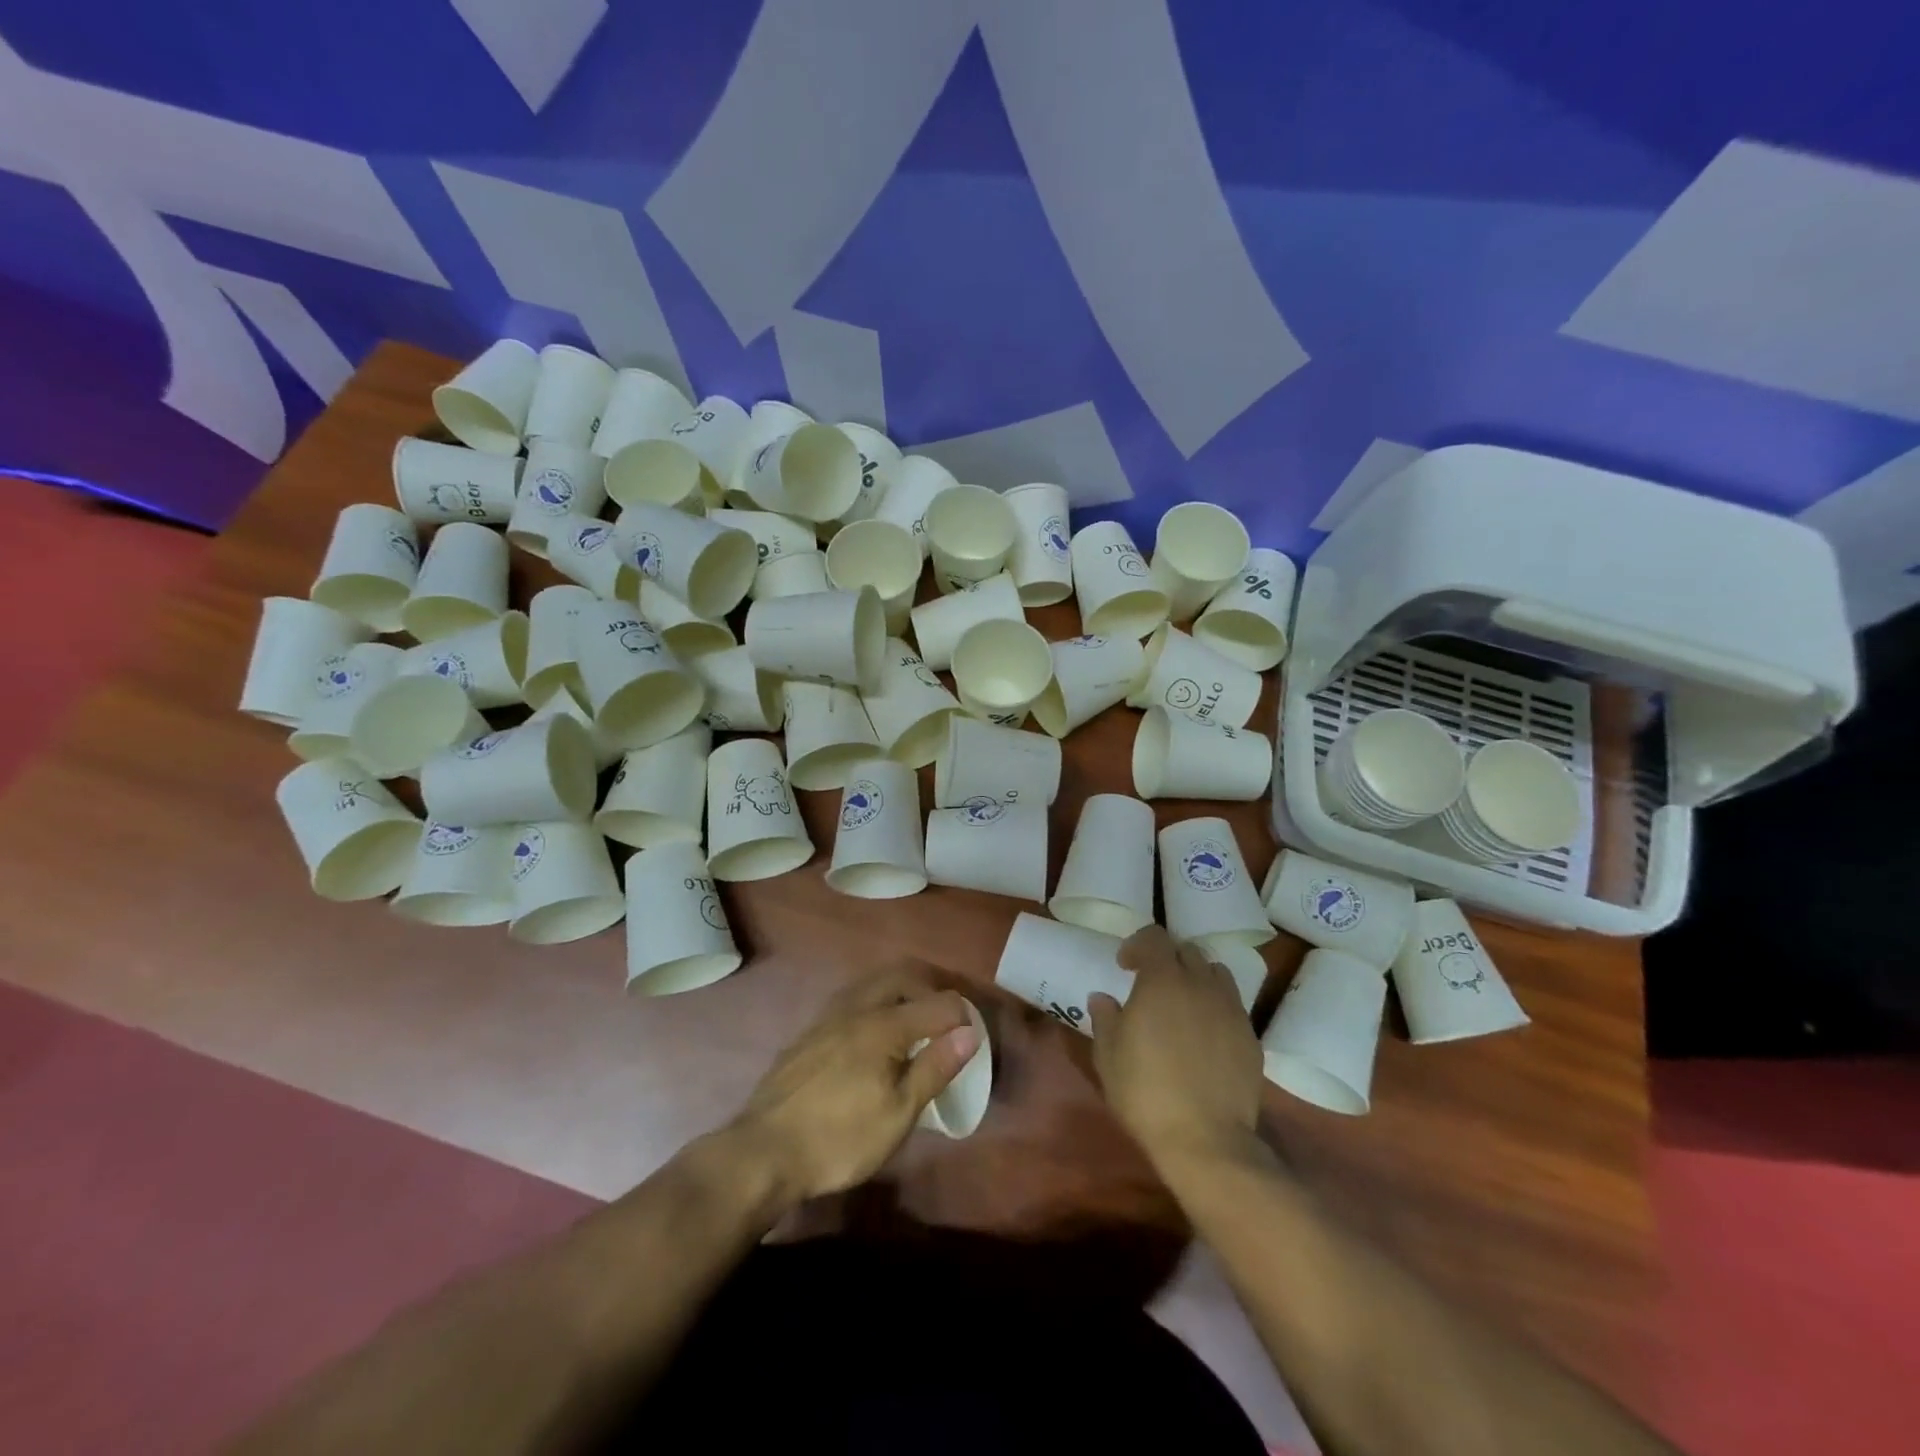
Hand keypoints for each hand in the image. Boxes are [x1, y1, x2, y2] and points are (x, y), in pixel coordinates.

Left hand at [731, 969, 978, 1203]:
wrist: (764, 1151)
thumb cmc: (839, 1139)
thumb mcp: (897, 1114)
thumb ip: (934, 1068)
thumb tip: (969, 1033)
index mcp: (884, 1026)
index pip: (938, 1003)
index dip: (962, 1016)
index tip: (972, 1038)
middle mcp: (857, 1008)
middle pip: (902, 976)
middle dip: (930, 989)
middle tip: (945, 1020)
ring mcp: (828, 1016)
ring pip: (872, 982)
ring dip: (900, 991)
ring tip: (913, 1023)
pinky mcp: (809, 1031)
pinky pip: (851, 998)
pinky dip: (874, 1002)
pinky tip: (872, 1035)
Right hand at [1089, 927, 1263, 1170]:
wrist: (1206, 1140)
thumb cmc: (1145, 1092)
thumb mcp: (1108, 1056)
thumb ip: (1105, 1018)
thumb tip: (1103, 997)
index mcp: (1162, 980)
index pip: (1154, 936)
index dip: (1137, 945)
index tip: (1125, 967)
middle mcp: (1200, 984)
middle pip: (1187, 951)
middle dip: (1168, 960)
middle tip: (1152, 986)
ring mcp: (1231, 1009)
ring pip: (1215, 973)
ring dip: (1196, 979)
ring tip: (1183, 1005)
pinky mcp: (1251, 1037)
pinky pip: (1232, 1006)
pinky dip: (1216, 1008)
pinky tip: (1205, 1037)